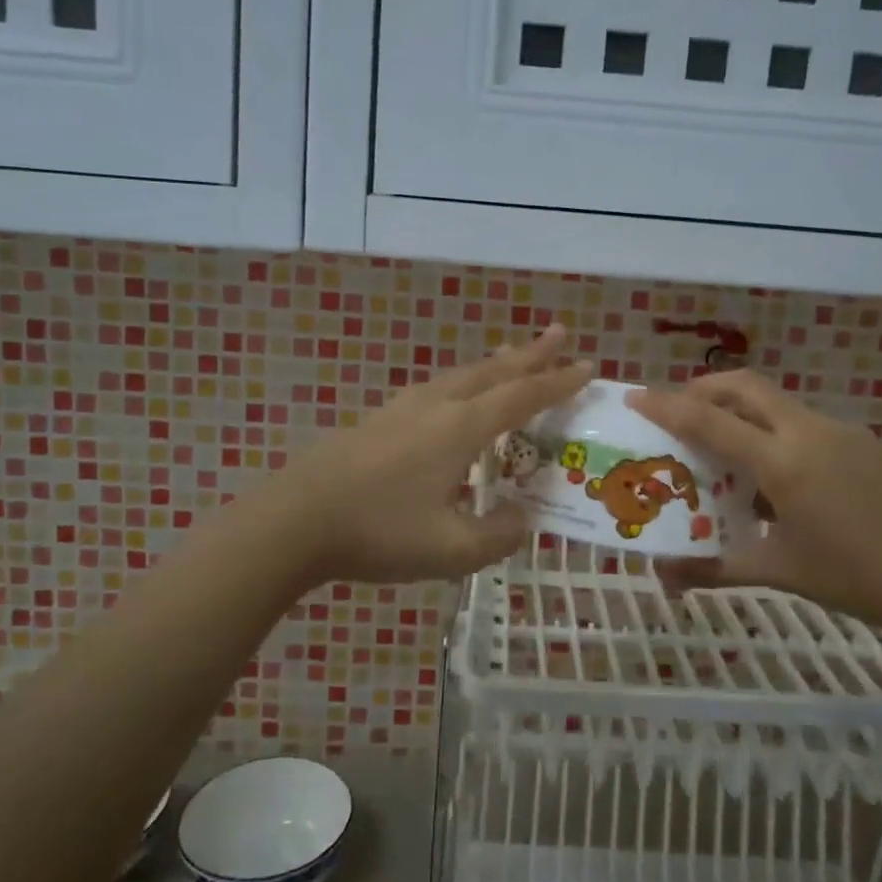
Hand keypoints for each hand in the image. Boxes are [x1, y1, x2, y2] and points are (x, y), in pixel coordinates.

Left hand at [264, 328, 590, 584]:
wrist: (294, 520)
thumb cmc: (377, 532)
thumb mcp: (450, 549)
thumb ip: (497, 536)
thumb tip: (523, 518)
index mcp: (459, 428)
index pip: (521, 397)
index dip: (557, 383)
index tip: (587, 366)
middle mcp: (436, 406)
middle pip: (493, 372)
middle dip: (530, 354)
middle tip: (559, 332)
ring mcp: (402, 409)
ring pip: (461, 376)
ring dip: (494, 365)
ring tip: (512, 356)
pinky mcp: (378, 420)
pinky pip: (437, 389)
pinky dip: (463, 383)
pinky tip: (454, 397)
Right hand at [628, 370, 881, 642]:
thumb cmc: (854, 578)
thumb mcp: (778, 571)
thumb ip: (715, 568)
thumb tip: (665, 578)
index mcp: (783, 461)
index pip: (710, 420)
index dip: (668, 406)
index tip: (637, 396)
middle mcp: (809, 431)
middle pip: (745, 387)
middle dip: (705, 388)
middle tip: (680, 409)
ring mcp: (842, 431)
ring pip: (778, 403)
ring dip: (743, 411)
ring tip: (726, 448)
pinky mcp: (865, 442)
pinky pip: (806, 423)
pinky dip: (777, 432)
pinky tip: (780, 475)